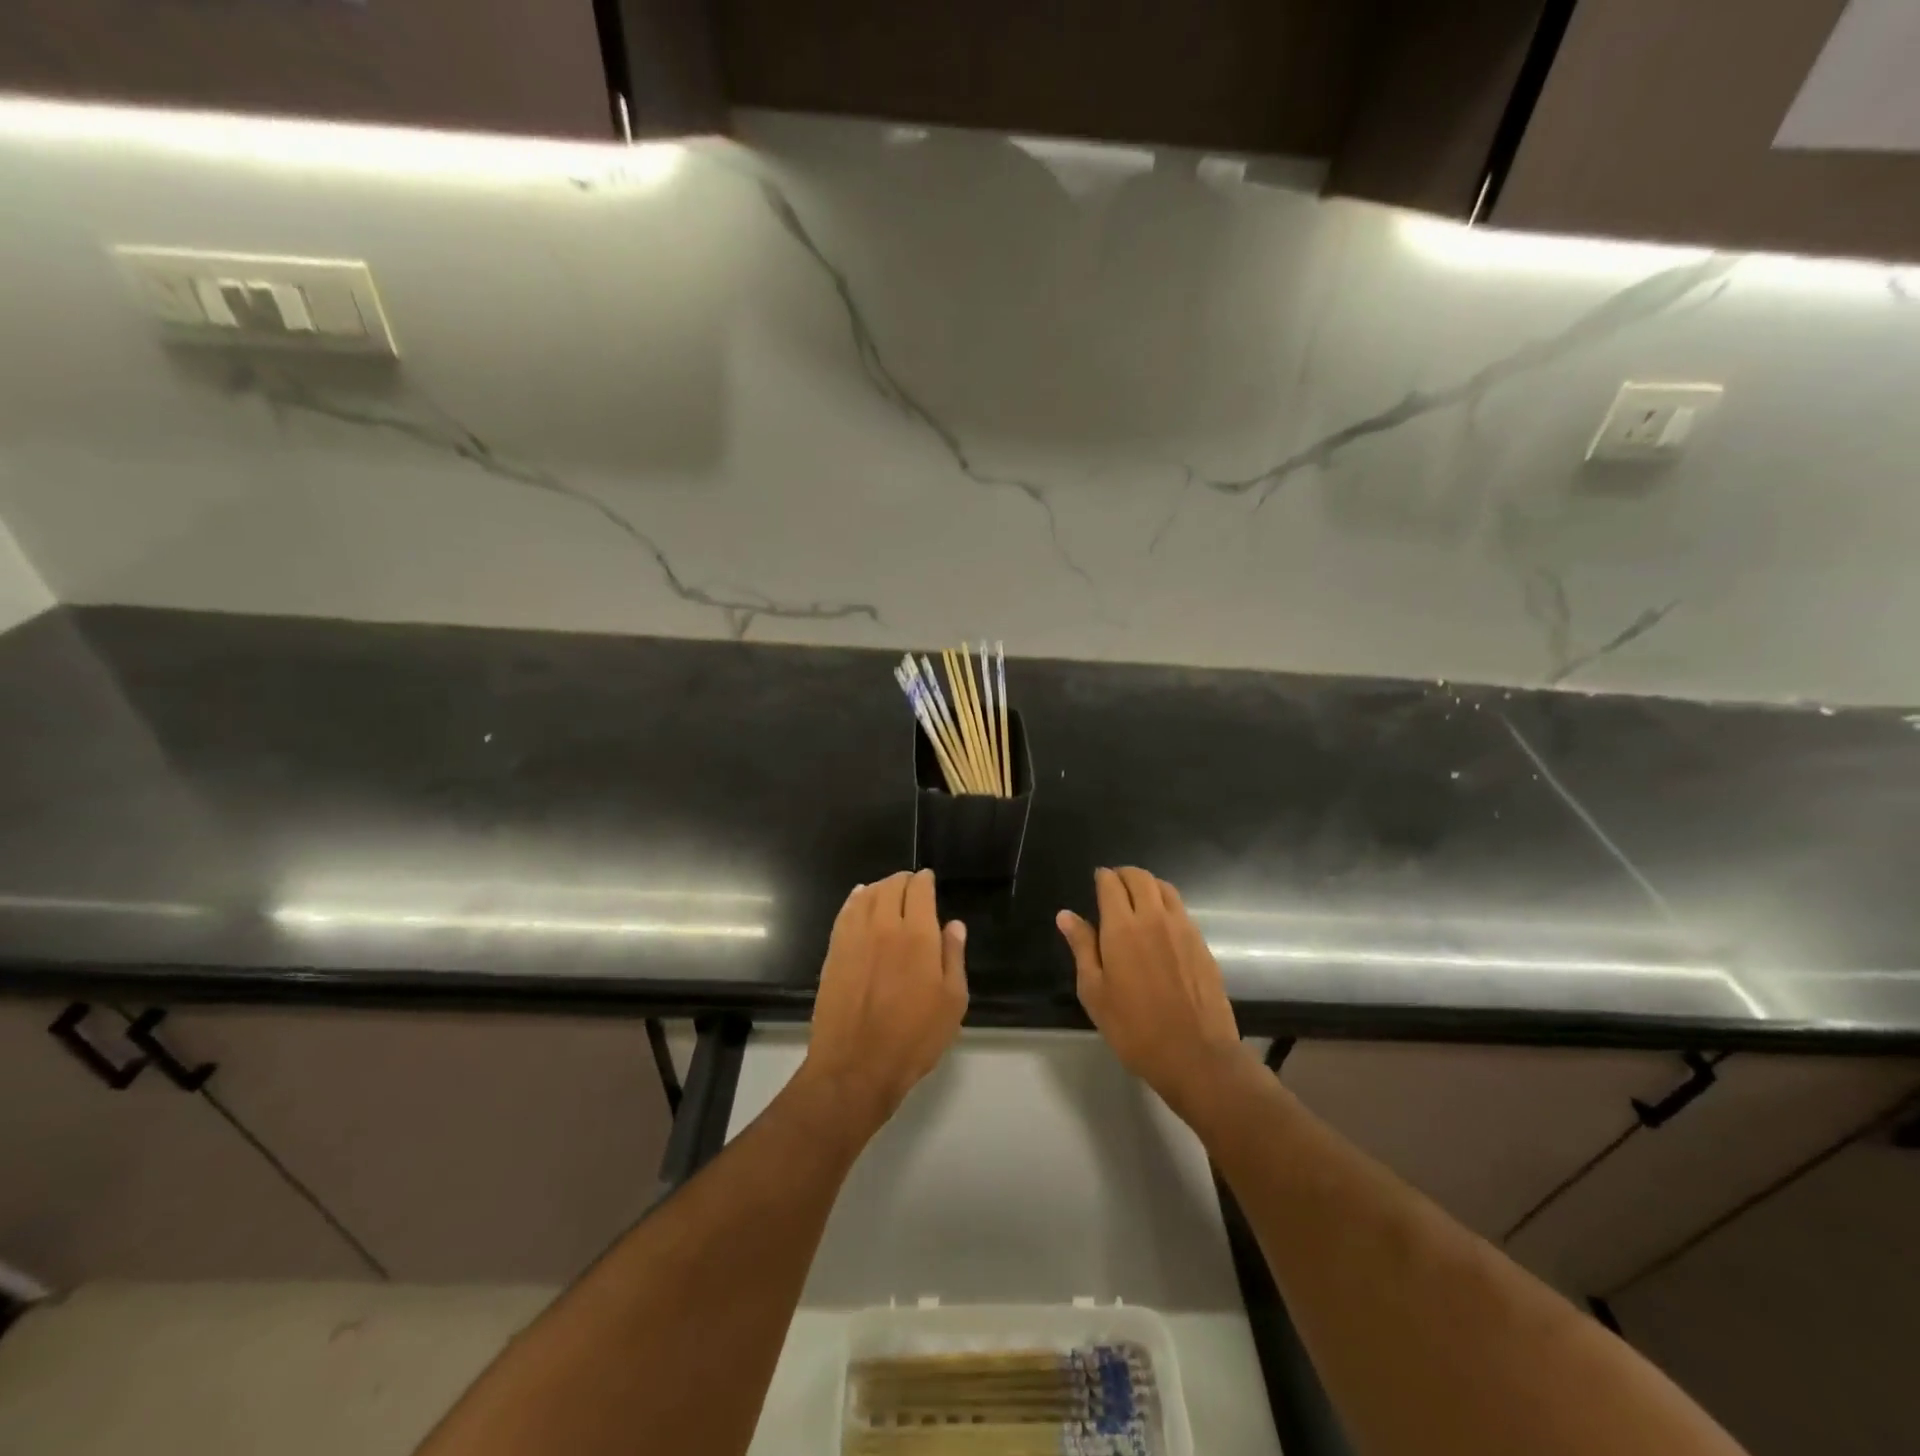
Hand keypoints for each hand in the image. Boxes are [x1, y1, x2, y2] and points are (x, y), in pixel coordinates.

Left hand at [802, 869, 967, 1134]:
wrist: (856, 1066)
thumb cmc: (914, 1038)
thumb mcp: (952, 1002)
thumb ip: (953, 957)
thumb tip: (954, 925)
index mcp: (918, 935)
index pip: (919, 890)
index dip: (925, 880)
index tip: (929, 880)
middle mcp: (885, 926)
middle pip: (891, 886)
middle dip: (903, 880)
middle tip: (911, 885)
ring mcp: (854, 937)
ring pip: (866, 895)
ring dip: (880, 886)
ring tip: (888, 890)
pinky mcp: (834, 951)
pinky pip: (845, 912)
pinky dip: (856, 899)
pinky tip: (860, 899)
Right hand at [1058, 867, 1248, 1115]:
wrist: (1196, 1055)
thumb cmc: (1134, 1028)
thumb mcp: (1094, 992)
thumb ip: (1081, 947)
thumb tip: (1066, 915)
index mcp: (1122, 927)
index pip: (1111, 883)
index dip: (1102, 877)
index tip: (1096, 881)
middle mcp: (1154, 918)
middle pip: (1140, 877)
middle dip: (1124, 875)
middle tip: (1113, 887)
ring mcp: (1183, 928)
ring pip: (1165, 888)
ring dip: (1148, 885)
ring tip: (1137, 900)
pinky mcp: (1202, 944)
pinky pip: (1181, 910)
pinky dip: (1166, 904)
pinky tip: (1160, 925)